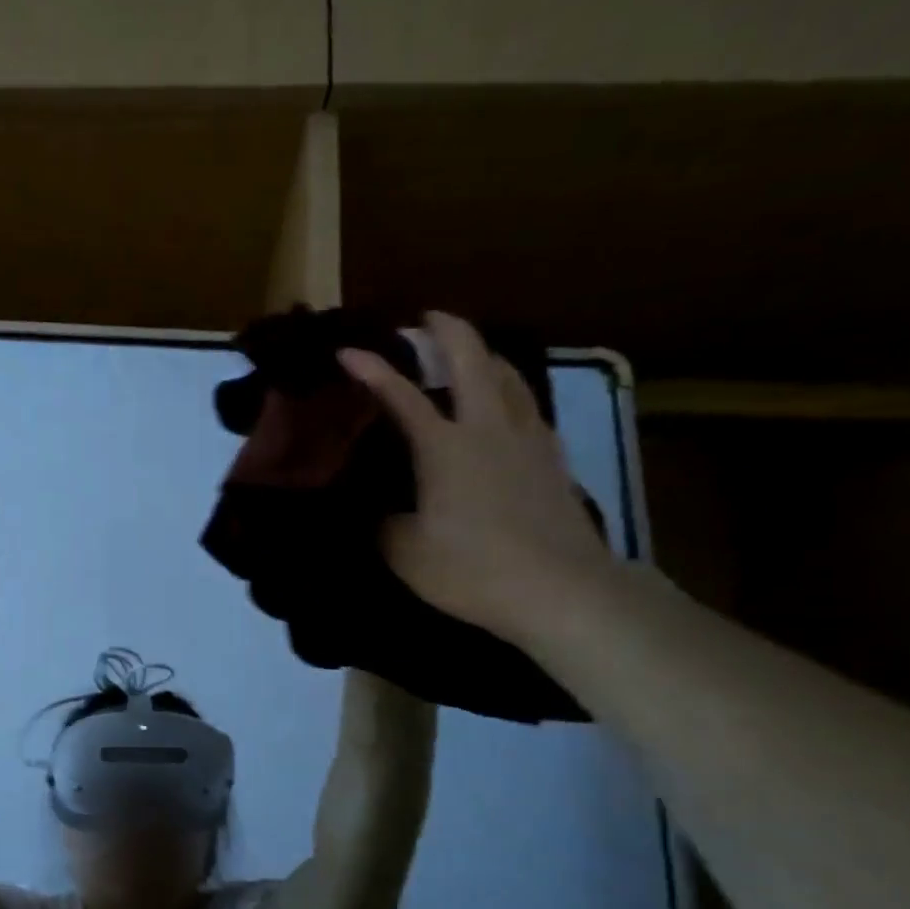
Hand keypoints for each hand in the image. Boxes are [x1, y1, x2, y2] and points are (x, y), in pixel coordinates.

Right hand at [340, 313, 614, 646]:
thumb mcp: (406, 553)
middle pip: (472, 359)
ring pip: (509, 376)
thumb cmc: (474, 569)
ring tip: (469, 353)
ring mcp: (528, 440)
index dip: (371, 369)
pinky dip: (509, 392)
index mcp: (444, 447)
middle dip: (447, 330)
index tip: (347, 350)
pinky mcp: (553, 459)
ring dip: (484, 355)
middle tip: (427, 318)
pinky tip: (504, 408)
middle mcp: (487, 429)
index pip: (401, 396)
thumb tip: (386, 512)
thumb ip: (387, 525)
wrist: (563, 590)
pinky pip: (528, 407)